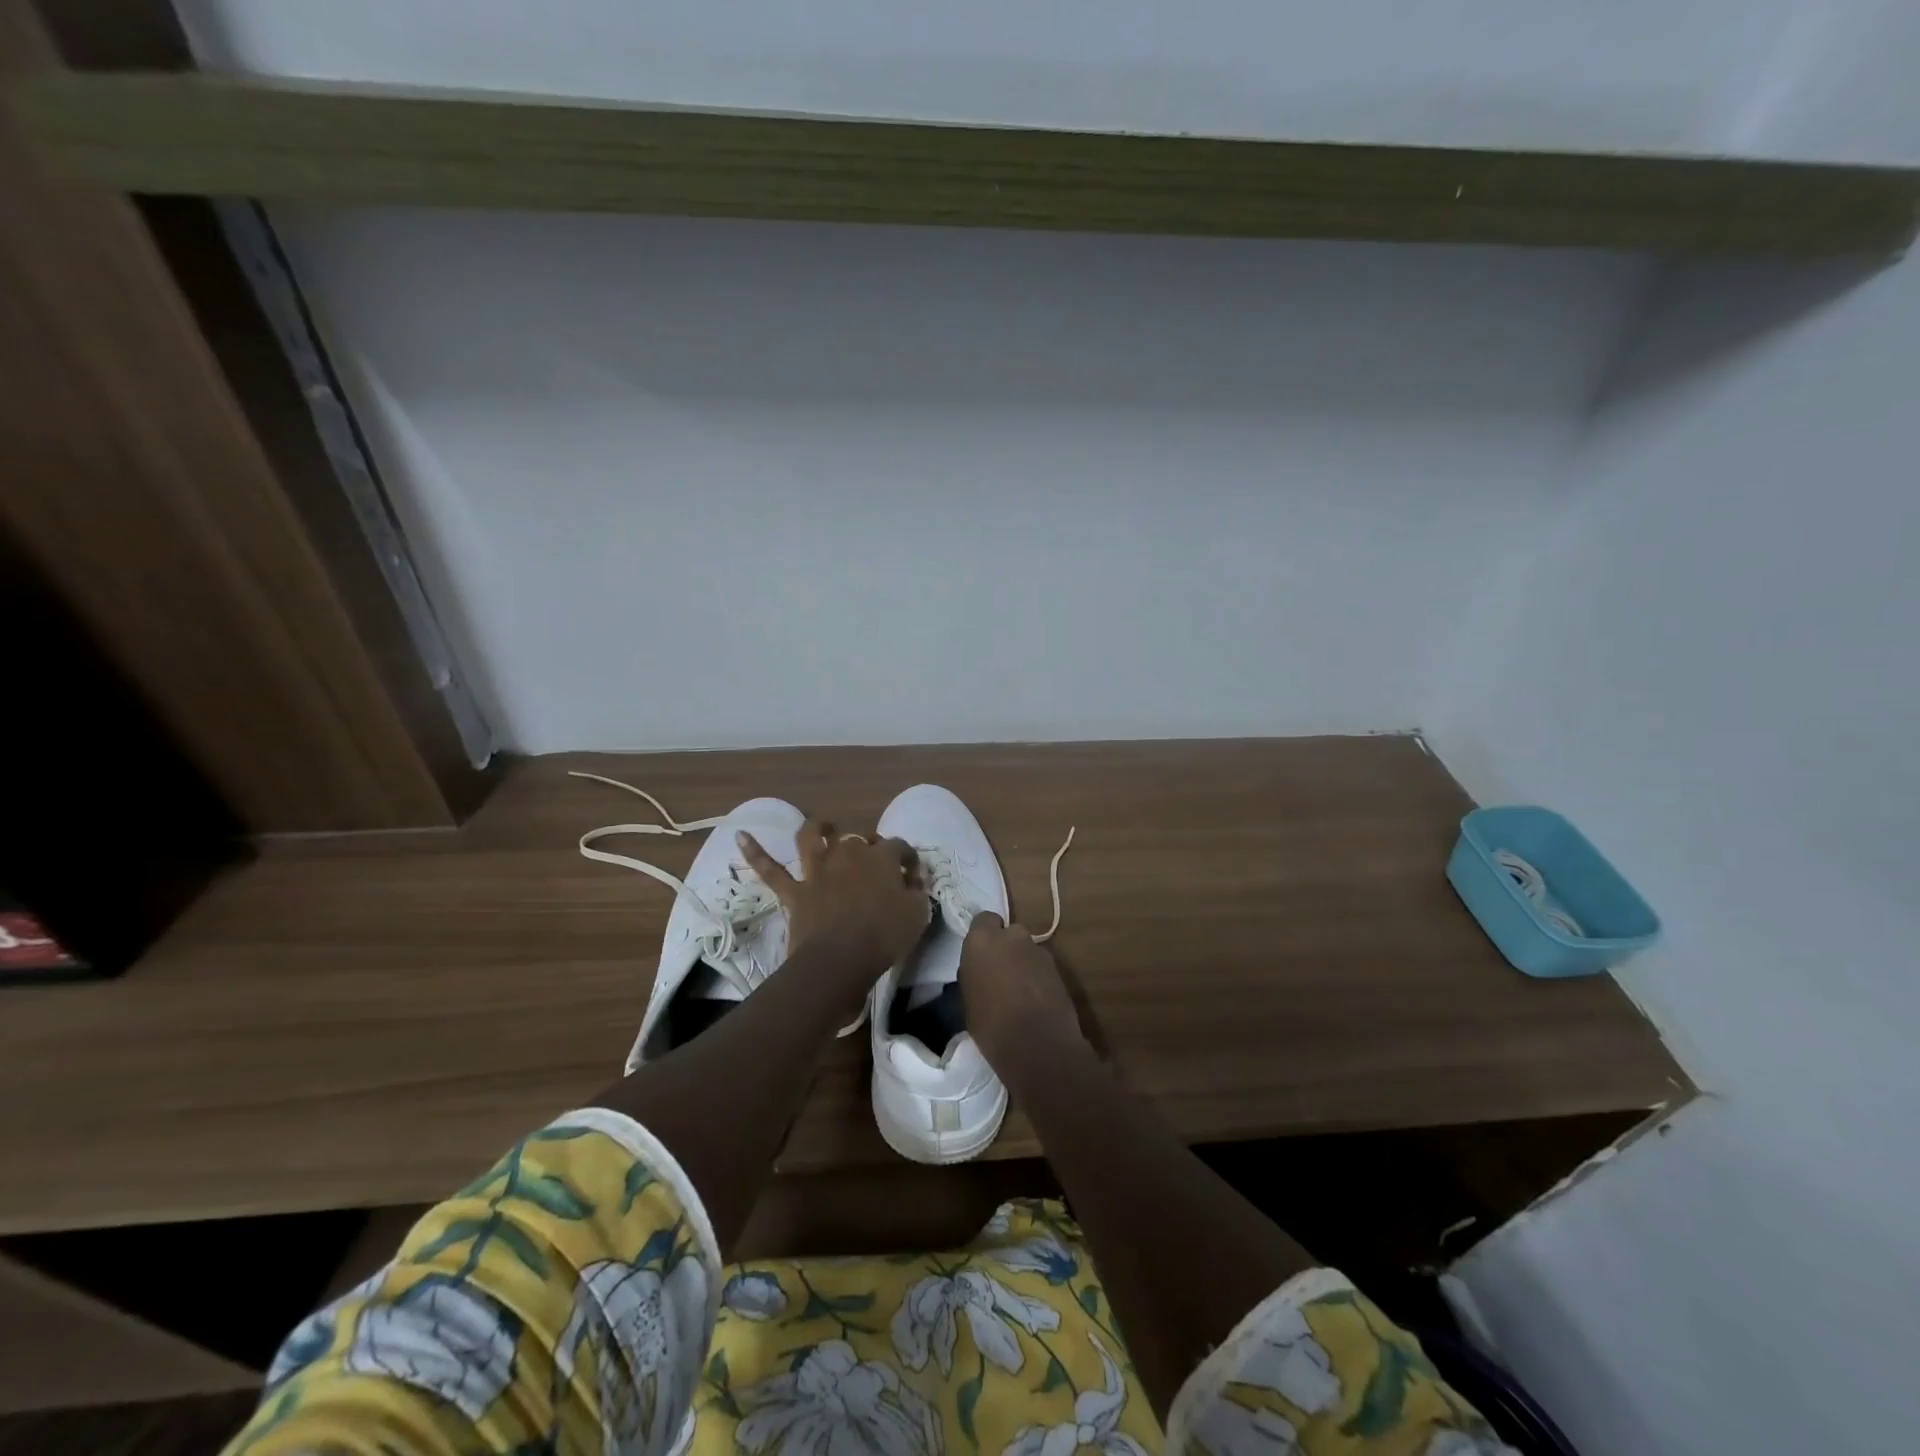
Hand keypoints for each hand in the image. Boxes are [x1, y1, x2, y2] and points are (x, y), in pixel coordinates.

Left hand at [739, 819, 929, 977]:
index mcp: (881, 858)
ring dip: (817, 828)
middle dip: (869, 845)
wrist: (840, 961)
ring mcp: (818, 871)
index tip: (912, 875)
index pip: (899, 847)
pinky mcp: (795, 892)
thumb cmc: (885, 937)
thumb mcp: (918, 914)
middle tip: (875, 864)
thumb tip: (914, 879)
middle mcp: (848, 854)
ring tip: (822, 826)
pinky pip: (770, 870)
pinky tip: (739, 836)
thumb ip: (917, 891)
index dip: (907, 859)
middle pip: (859, 839)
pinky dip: (754, 852)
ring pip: (812, 838)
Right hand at [959, 912, 1086, 1077]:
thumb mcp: (969, 1000)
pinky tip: (1037, 1000)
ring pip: (1027, 950)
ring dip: (1024, 962)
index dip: (985, 935)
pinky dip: (1039, 977)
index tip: (983, 955)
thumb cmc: (991, 1027)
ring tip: (1022, 991)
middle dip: (1007, 948)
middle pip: (1009, 933)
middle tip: (1002, 973)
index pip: (984, 920)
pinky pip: (1042, 966)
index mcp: (982, 941)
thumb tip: (982, 972)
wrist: (1037, 1046)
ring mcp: (1038, 950)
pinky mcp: (1059, 967)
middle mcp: (1011, 937)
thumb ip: (975, 975)